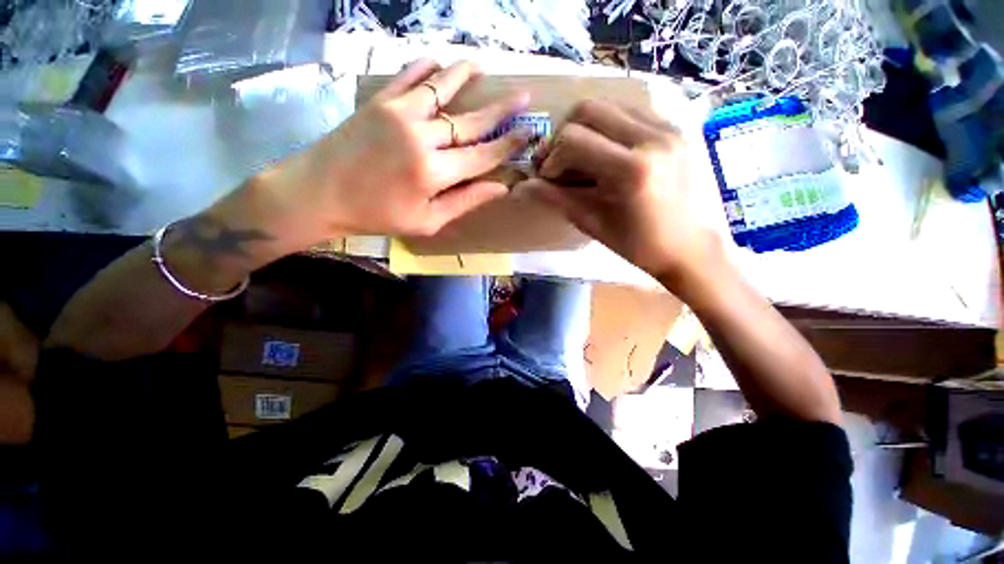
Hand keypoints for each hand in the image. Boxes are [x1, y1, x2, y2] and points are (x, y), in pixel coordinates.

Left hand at [260, 59, 530, 245]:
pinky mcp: (379, 101)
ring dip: (465, 76)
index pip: (484, 155)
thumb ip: (464, 202)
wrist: (320, 194)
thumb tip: (499, 189)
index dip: (509, 145)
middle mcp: (423, 137)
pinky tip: (437, 61)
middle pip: (471, 121)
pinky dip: (425, 67)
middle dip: (501, 109)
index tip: (529, 133)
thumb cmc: (377, 215)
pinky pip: (408, 77)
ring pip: (443, 89)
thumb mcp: (426, 222)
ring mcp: (399, 113)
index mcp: (435, 173)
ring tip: (481, 66)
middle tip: (524, 96)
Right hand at [517, 99, 720, 284]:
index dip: (551, 158)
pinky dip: (609, 127)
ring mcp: (670, 127)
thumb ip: (556, 199)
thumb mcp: (593, 224)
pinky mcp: (678, 127)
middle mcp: (653, 137)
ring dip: (586, 129)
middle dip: (564, 135)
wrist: (695, 248)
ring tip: (583, 158)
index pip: (573, 139)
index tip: (549, 179)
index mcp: (632, 169)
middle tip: (560, 162)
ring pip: (610, 105)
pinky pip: (632, 112)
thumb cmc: (641, 246)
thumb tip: (520, 188)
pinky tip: (608, 153)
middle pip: (589, 109)